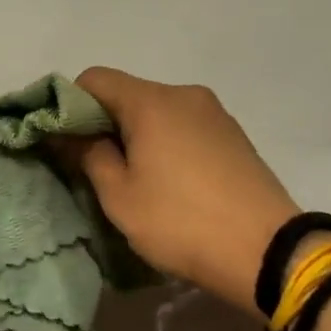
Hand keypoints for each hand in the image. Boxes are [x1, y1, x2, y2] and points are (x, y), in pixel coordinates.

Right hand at [69, 68, 298, 314]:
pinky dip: (165, 143)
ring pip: (158, 112)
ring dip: (136, 135)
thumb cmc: (180, 222)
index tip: (63, 141)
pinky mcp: (234, 135)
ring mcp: (215, 113)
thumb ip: (89, 155)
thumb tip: (68, 133)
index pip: (94, 79)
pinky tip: (169, 182)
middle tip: (92, 166)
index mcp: (152, 101)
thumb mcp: (120, 195)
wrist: (267, 251)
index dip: (69, 104)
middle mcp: (185, 94)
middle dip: (103, 123)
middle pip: (128, 94)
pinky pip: (185, 127)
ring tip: (134, 179)